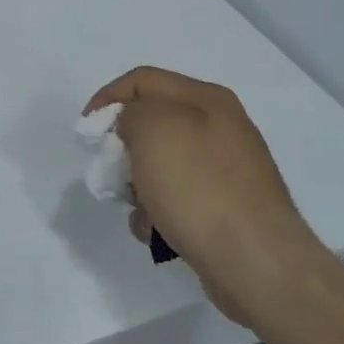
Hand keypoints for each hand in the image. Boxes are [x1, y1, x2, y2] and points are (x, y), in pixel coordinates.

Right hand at [85, 67, 330, 327]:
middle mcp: (220, 127)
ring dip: (138, 188)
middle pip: (150, 124)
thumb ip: (130, 112)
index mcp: (206, 99)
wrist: (257, 262)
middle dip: (123, 150)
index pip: (141, 80)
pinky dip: (159, 214)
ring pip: (159, 166)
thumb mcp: (151, 128)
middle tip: (112, 172)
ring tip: (142, 211)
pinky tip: (161, 232)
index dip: (107, 99)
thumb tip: (133, 128)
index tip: (86, 132)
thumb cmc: (198, 186)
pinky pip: (177, 199)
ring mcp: (226, 170)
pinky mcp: (226, 209)